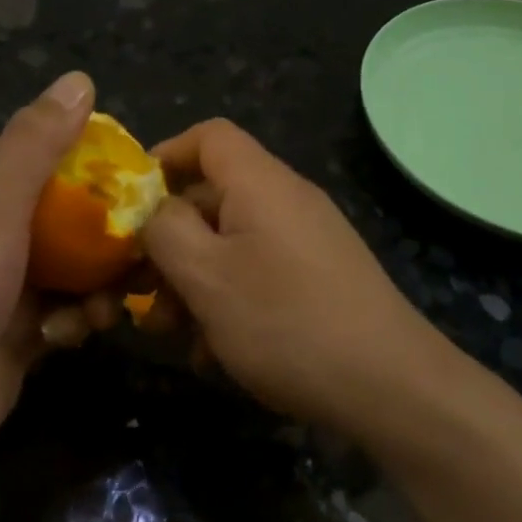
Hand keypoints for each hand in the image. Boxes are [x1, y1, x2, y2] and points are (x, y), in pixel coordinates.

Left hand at [0, 71, 118, 465]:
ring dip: (103, 280)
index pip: (51, 150)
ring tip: (108, 300)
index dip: (96, 154)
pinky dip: (83, 318)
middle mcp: (3, 227)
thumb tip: (79, 79)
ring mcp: (17, 280)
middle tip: (148, 241)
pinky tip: (75, 334)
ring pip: (83, 262)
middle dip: (112, 227)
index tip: (141, 170)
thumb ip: (36, 144)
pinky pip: (75, 308)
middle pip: (76, 209)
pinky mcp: (30, 327)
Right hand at [139, 119, 449, 430]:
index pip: (208, 136)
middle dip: (170, 241)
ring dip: (195, 280)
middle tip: (140, 291)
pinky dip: (230, 300)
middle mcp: (287, 199)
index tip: (131, 204)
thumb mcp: (206, 275)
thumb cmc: (285, 321)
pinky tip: (215, 352)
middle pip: (213, 195)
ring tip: (173, 333)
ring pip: (233, 242)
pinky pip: (261, 271)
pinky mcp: (322, 277)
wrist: (389, 384)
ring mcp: (309, 239)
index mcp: (260, 182)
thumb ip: (165, 230)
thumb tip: (154, 208)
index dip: (164, 156)